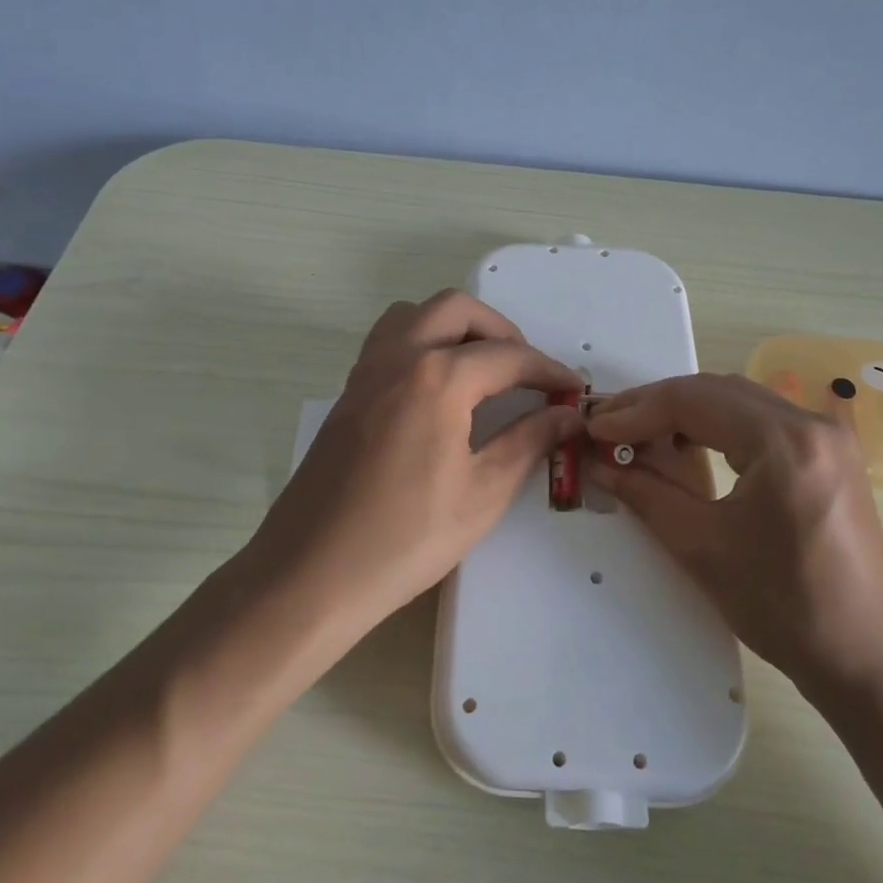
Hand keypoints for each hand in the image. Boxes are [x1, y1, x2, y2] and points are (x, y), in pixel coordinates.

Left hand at [249, 290, 582, 636]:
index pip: (508, 356)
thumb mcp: (483, 493)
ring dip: (455, 326)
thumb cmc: (406, 538)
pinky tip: (438, 390)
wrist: (310, 573)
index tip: (572, 390)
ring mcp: (366, 372)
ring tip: (481, 368)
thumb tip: (566, 415)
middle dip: (501, 330)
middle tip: (525, 372)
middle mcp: (399, 357)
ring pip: (415, 314)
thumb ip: (529, 442)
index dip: (548, 371)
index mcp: (438, 378)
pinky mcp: (348, 394)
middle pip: (457, 309)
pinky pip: (389, 341)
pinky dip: (422, 342)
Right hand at [586, 373, 882, 690]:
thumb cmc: (785, 608)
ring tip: (642, 434)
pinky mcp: (832, 454)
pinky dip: (720, 423)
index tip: (595, 428)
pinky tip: (693, 444)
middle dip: (657, 404)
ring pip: (740, 399)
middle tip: (610, 426)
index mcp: (784, 441)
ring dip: (688, 410)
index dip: (636, 411)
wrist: (869, 660)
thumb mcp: (704, 548)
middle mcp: (811, 422)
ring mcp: (828, 435)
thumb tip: (601, 463)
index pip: (694, 401)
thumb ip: (646, 494)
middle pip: (717, 390)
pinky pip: (763, 418)